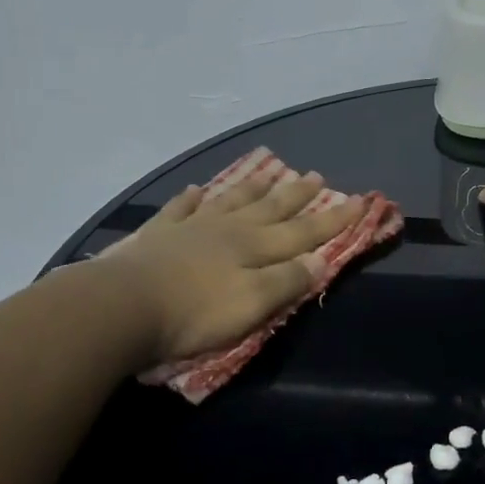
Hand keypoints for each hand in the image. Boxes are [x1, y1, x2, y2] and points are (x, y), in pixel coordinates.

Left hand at [103, 170, 362, 365]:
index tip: (360, 200)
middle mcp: (227, 230)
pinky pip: (180, 209)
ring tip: (270, 170)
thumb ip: (286, 281)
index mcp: (253, 248)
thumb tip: (320, 260)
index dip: (334, 220)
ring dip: (253, 188)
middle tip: (316, 176)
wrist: (123, 306)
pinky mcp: (158, 235)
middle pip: (269, 209)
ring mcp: (191, 228)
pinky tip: (197, 190)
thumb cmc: (194, 313)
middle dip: (297, 195)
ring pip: (230, 201)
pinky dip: (191, 199)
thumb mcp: (252, 305)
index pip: (303, 232)